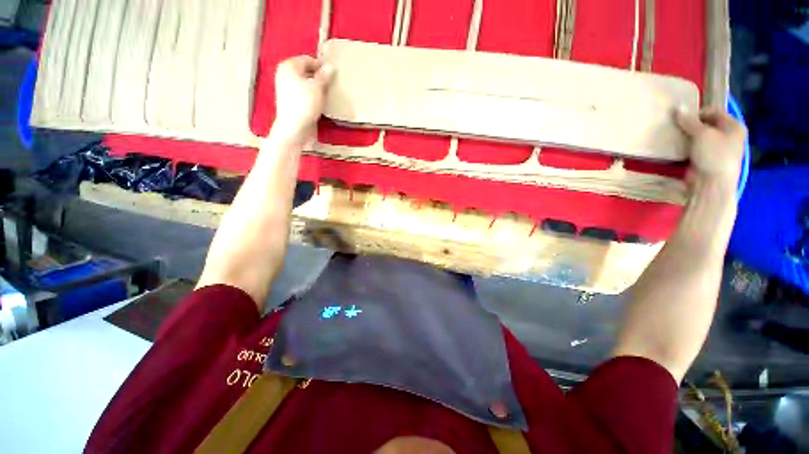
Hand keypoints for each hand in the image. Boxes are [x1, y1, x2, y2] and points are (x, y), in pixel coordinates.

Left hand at [272, 56, 333, 144]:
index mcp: (289, 66)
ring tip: (328, 95)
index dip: (321, 66)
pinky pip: (305, 95)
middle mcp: (286, 75)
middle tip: (332, 85)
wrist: (294, 129)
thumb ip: (324, 76)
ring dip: (317, 89)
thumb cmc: (304, 105)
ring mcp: (288, 89)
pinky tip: (321, 103)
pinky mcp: (292, 102)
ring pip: (307, 85)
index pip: (308, 60)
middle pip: (306, 72)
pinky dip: (313, 98)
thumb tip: (330, 67)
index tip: (333, 75)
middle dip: (319, 78)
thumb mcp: (317, 88)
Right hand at [676, 107, 746, 193]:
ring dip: (689, 136)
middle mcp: (729, 136)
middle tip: (677, 128)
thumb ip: (689, 121)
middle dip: (692, 125)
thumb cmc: (713, 155)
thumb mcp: (701, 134)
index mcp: (734, 126)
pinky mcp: (708, 160)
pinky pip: (696, 148)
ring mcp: (719, 149)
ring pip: (701, 137)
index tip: (682, 118)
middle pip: (708, 125)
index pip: (714, 112)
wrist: (712, 184)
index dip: (698, 113)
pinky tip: (679, 148)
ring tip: (676, 137)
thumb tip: (677, 108)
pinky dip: (688, 147)